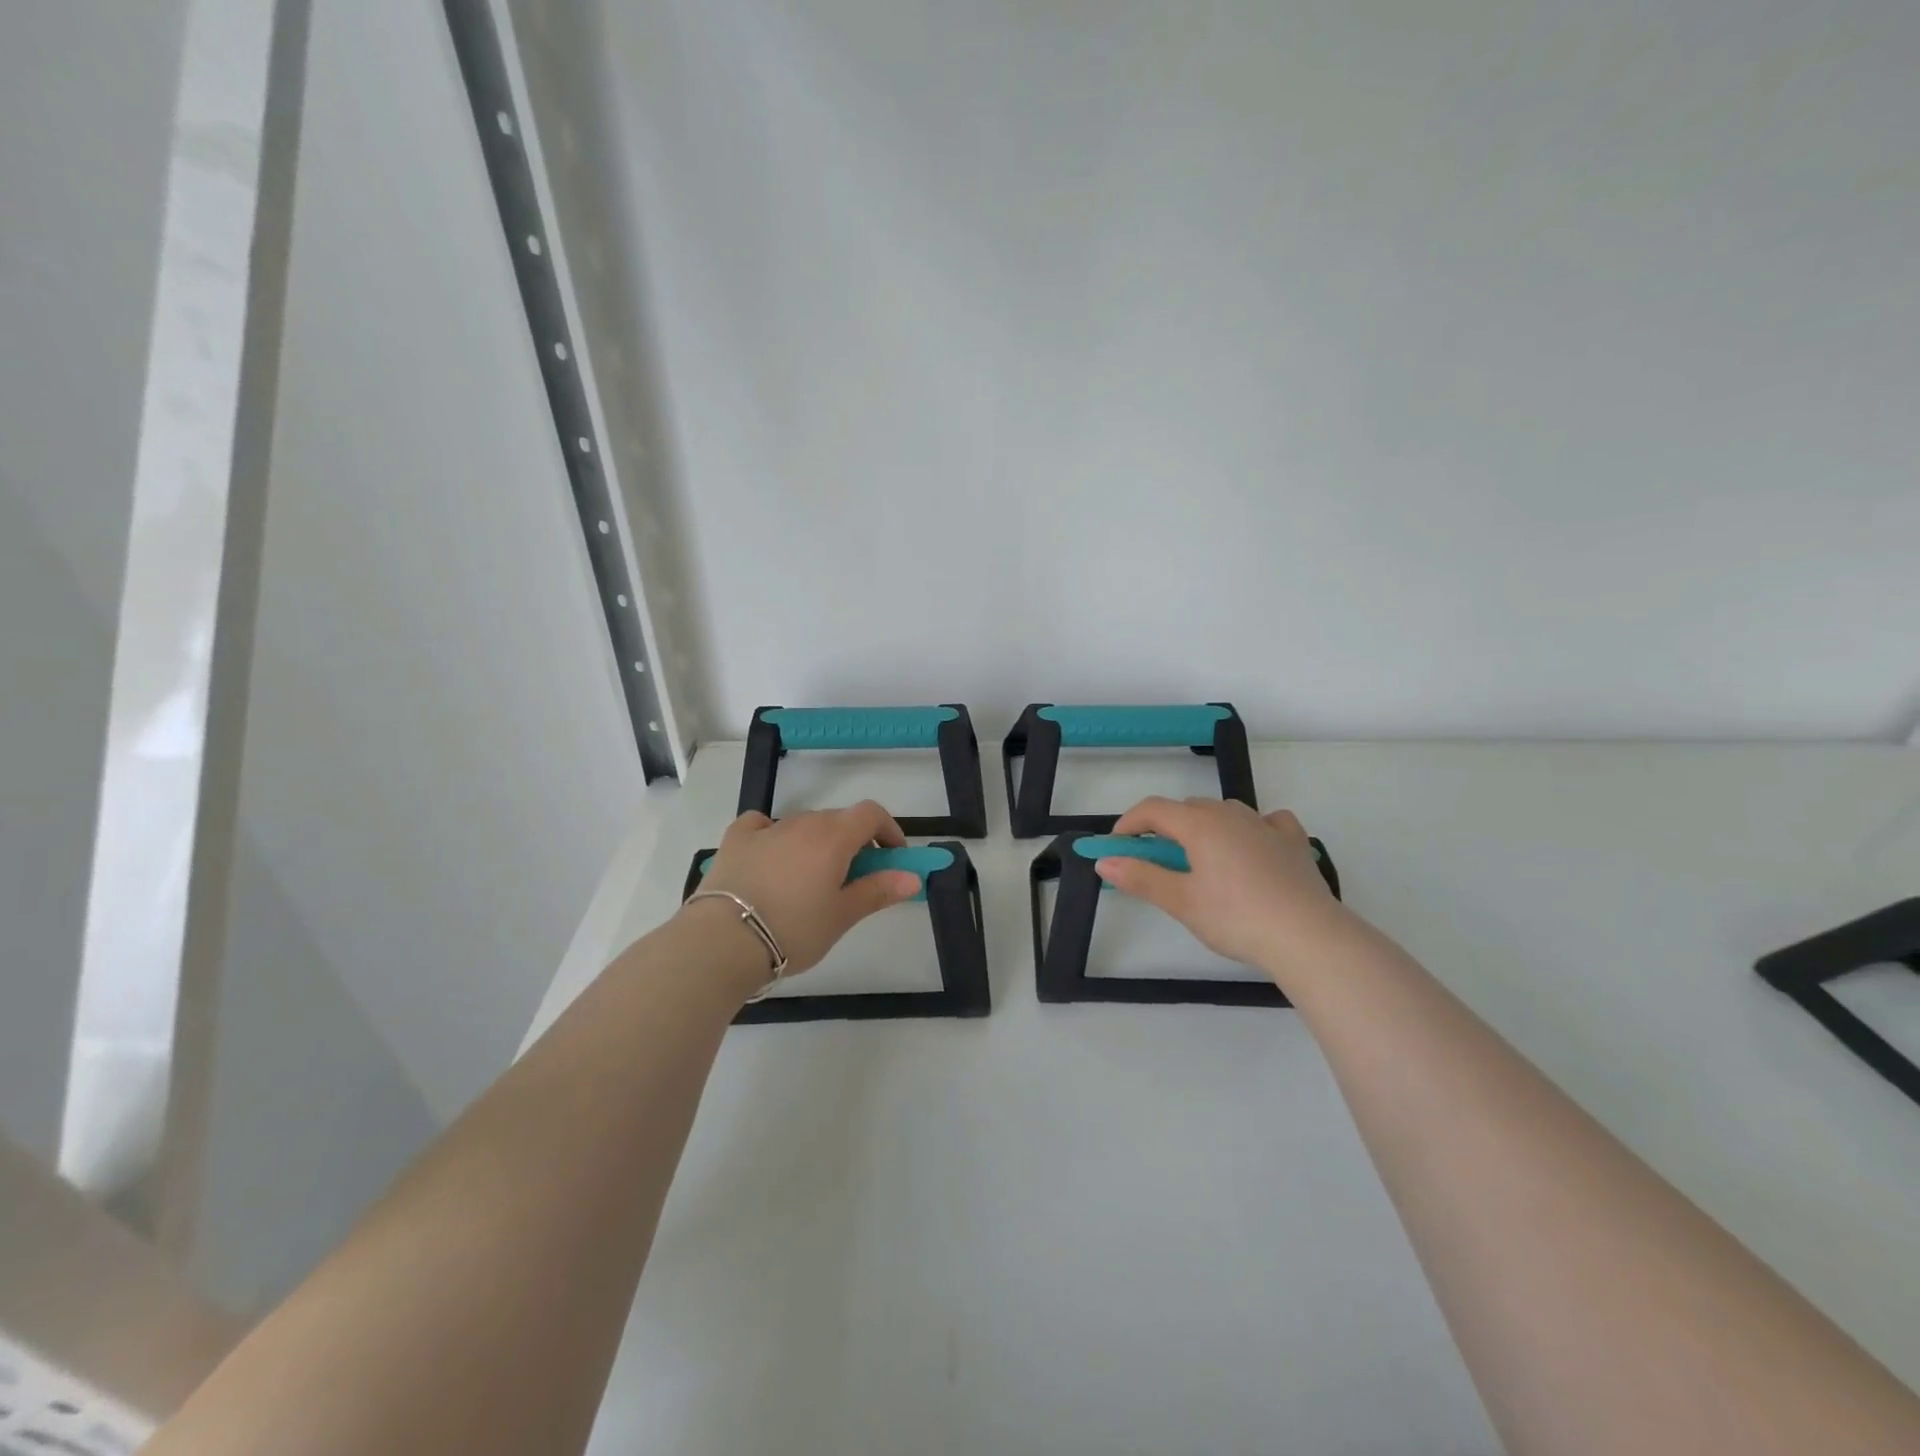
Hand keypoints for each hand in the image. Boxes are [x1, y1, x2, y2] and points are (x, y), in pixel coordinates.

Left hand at [689, 802, 921, 977]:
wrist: (722, 942)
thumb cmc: (793, 930)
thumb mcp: (842, 916)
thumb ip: (878, 891)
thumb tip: (912, 877)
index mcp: (833, 837)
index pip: (871, 814)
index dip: (888, 830)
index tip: (894, 858)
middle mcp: (802, 823)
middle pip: (838, 820)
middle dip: (855, 842)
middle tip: (855, 879)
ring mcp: (766, 829)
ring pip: (803, 825)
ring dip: (818, 842)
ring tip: (811, 881)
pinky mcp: (735, 840)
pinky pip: (761, 825)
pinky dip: (774, 834)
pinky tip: (771, 855)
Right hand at [1093, 797, 1354, 980]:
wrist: (1308, 937)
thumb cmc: (1236, 918)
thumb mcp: (1181, 902)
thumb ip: (1141, 877)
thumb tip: (1104, 862)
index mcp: (1200, 825)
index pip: (1153, 809)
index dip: (1129, 824)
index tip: (1116, 848)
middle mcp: (1231, 815)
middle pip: (1187, 809)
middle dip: (1164, 828)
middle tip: (1154, 862)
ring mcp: (1266, 826)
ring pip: (1224, 812)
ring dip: (1203, 826)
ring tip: (1200, 859)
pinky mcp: (1294, 842)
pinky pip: (1267, 822)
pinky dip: (1251, 829)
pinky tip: (1253, 846)